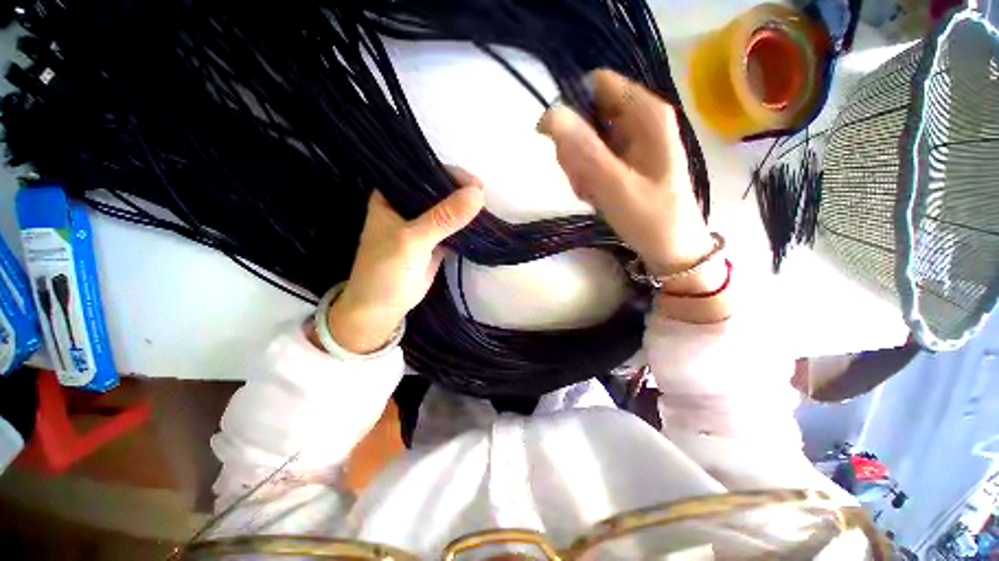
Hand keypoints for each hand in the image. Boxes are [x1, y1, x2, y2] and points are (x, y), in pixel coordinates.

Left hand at [325, 169, 484, 353]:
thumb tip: (478, 195)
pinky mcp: (434, 242)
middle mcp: (406, 206)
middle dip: (460, 191)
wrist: (382, 307)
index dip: (448, 174)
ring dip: (464, 210)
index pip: (421, 173)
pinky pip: (452, 229)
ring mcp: (422, 225)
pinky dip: (465, 227)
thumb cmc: (386, 270)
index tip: (475, 182)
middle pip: (437, 191)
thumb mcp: (412, 240)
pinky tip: (479, 223)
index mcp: (391, 196)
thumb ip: (444, 218)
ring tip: (486, 209)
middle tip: (484, 196)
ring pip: (447, 210)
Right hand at [537, 69, 715, 278]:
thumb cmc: (651, 217)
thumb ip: (584, 150)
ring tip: (591, 192)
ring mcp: (630, 142)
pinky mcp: (623, 161)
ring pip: (585, 141)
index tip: (565, 145)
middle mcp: (638, 121)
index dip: (573, 110)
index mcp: (646, 114)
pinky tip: (595, 196)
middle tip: (582, 179)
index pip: (597, 85)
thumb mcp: (616, 185)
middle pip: (587, 115)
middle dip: (575, 149)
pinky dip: (586, 179)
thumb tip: (550, 114)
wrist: (671, 249)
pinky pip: (591, 159)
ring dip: (579, 168)